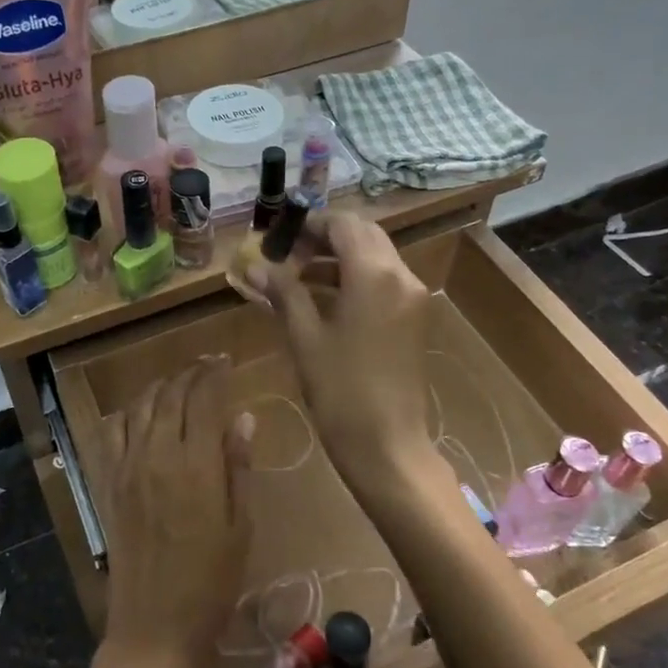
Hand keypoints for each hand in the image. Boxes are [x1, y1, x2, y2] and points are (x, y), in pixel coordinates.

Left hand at [97, 356, 253, 667]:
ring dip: (160, 386)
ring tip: (177, 382)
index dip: (214, 374)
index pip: (204, 399)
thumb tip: (243, 418)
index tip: (225, 362)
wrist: (154, 626)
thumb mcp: (240, 527)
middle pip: (171, 395)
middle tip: (206, 366)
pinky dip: (127, 412)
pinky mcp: (108, 482)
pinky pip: (112, 432)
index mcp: (197, 466)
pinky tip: (140, 412)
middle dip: (190, 374)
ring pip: (140, 406)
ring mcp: (127, 467)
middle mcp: (158, 455)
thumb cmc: (211, 582)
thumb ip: (238, 467)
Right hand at [249, 215, 440, 498]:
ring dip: (338, 258)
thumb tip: (253, 266)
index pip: (343, 225)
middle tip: (287, 253)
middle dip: (325, 237)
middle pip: (363, 235)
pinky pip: (383, 281)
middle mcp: (401, 275)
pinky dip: (354, 278)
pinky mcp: (414, 317)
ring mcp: (413, 297)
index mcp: (374, 274)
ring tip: (295, 276)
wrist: (387, 444)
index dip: (310, 223)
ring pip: (375, 257)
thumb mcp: (305, 337)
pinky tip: (320, 298)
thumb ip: (283, 292)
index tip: (279, 235)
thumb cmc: (340, 390)